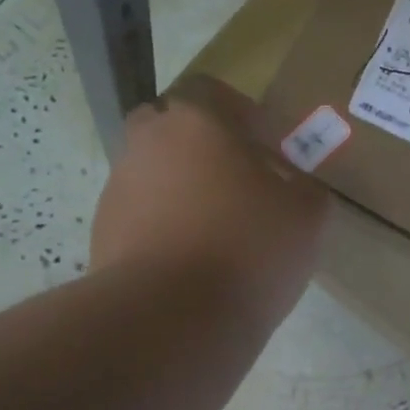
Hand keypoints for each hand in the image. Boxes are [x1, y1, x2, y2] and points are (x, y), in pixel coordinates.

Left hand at [91, 76, 327, 324]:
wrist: (170, 319)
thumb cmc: (248, 248)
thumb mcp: (307, 215)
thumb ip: (306, 186)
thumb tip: (295, 185)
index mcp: (196, 121)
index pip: (210, 90)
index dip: (241, 113)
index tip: (265, 148)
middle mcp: (147, 143)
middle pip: (171, 127)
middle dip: (201, 147)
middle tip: (237, 182)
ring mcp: (118, 188)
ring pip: (153, 172)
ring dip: (181, 188)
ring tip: (216, 231)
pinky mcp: (102, 233)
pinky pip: (139, 215)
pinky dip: (162, 226)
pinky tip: (190, 261)